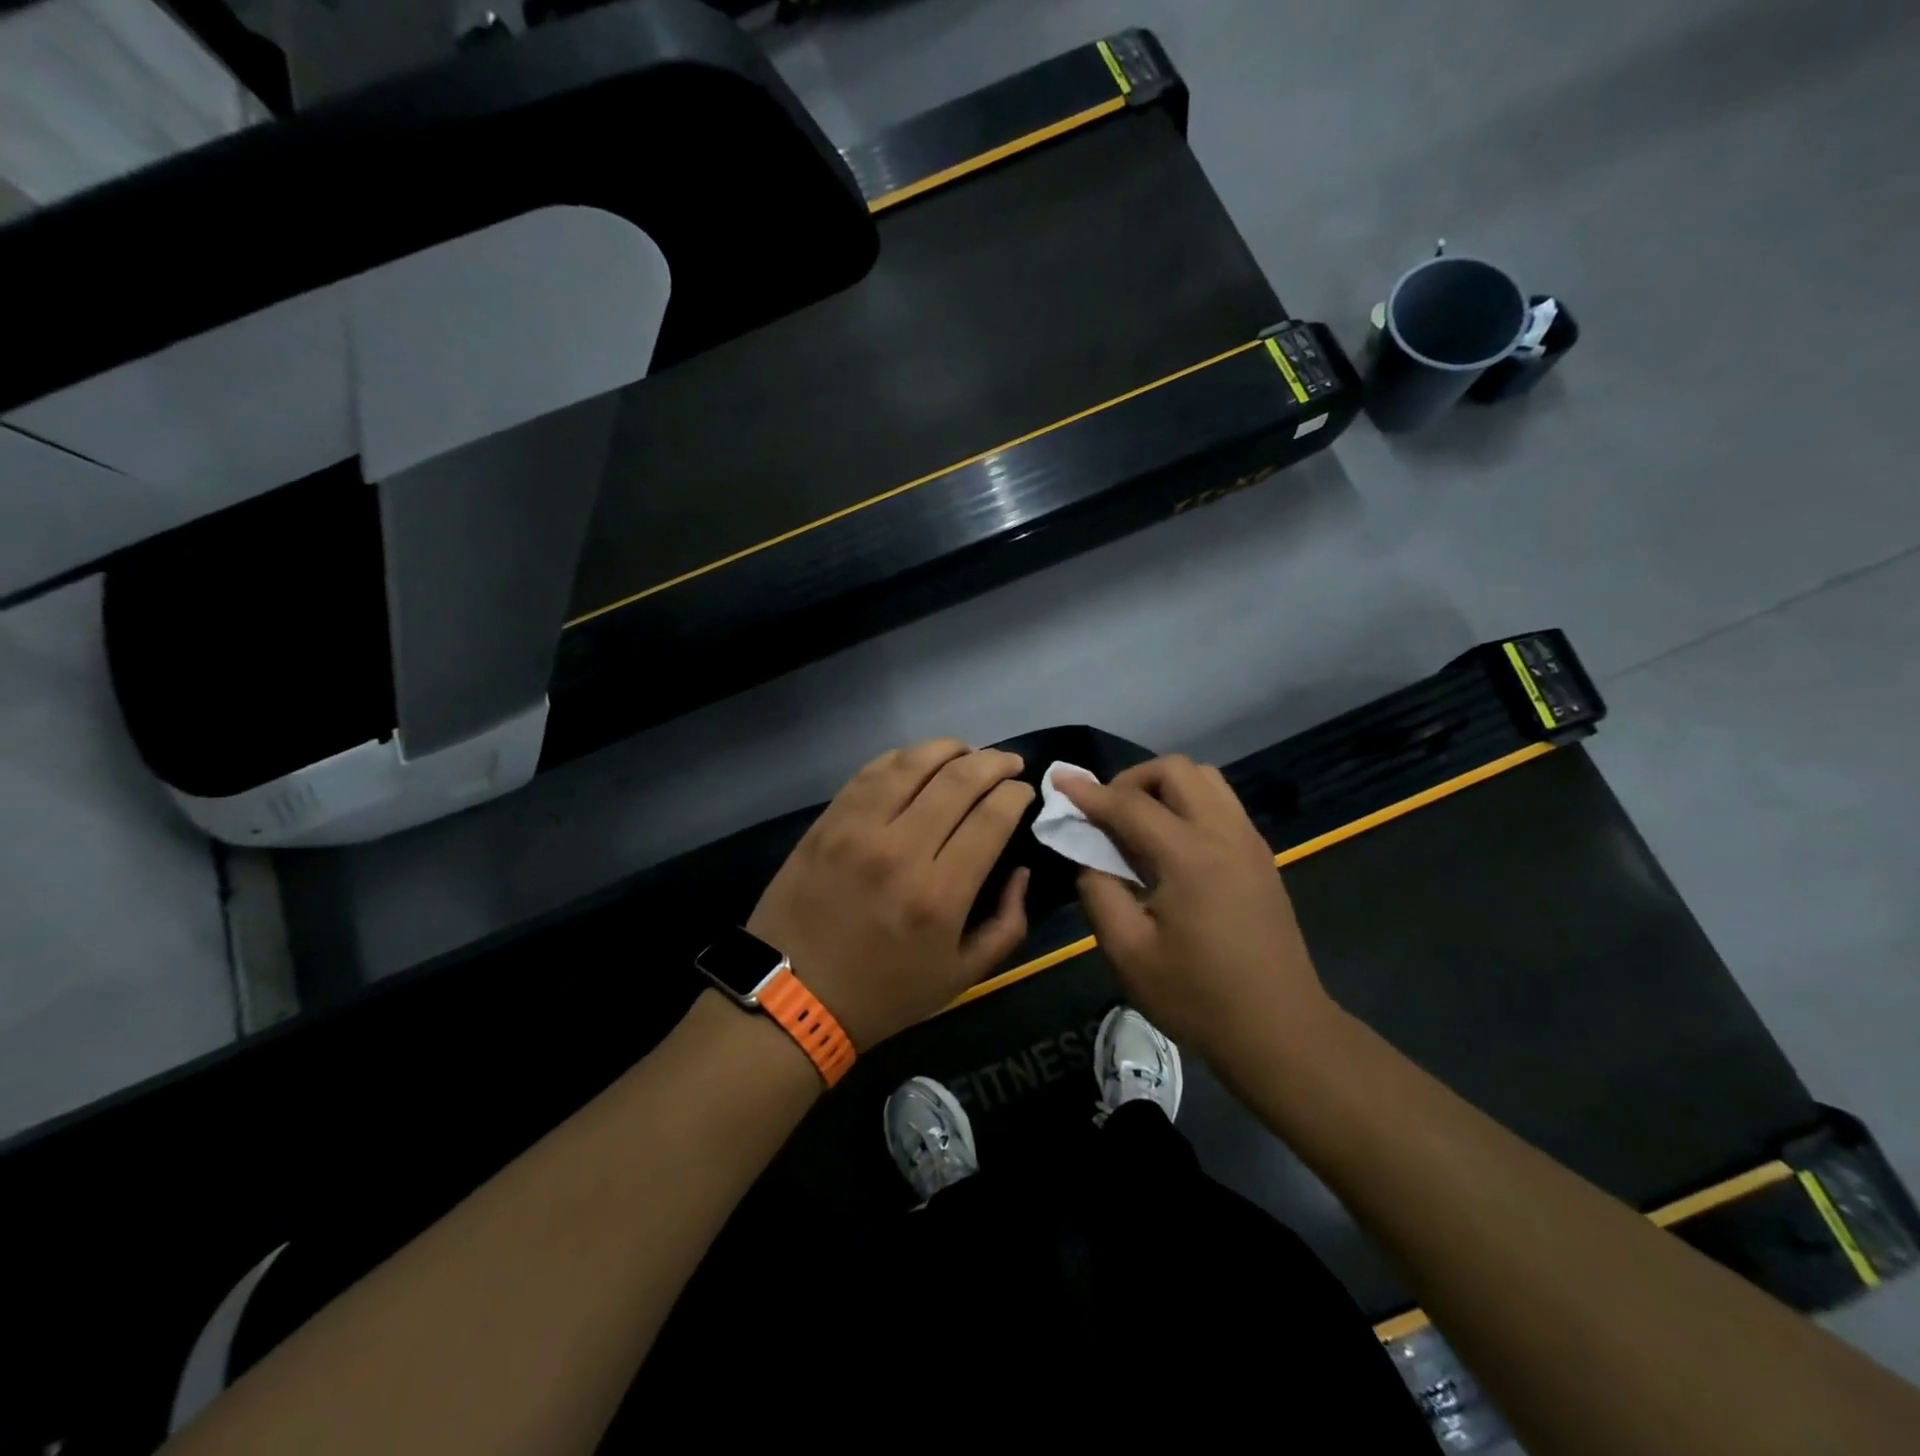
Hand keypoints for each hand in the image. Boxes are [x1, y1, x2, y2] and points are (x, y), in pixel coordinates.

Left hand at [746, 740, 1033, 1048]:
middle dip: (993, 762)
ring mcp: (858, 829)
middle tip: (1008, 763)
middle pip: (959, 779)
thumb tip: (1019, 870)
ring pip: (913, 763)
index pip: (992, 817)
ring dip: (950, 749)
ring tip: (967, 752)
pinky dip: (903, 758)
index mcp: (940, 894)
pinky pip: (871, 772)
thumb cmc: (883, 994)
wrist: (791, 998)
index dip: (1016, 794)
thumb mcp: (962, 977)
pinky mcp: (827, 822)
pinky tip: (918, 762)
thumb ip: (1007, 924)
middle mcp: (901, 850)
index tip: (1023, 791)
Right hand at [1058, 756, 1338, 1070]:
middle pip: (1176, 770)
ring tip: (1138, 824)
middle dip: (1132, 780)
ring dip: (1164, 787)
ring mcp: (1249, 842)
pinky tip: (1171, 844)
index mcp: (1190, 856)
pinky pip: (1221, 803)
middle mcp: (1225, 834)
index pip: (1130, 805)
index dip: (1089, 792)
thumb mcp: (1129, 953)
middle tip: (1106, 814)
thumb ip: (1099, 893)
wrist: (1281, 1031)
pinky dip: (1189, 803)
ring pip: (1205, 779)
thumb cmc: (1198, 998)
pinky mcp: (1261, 857)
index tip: (1059, 781)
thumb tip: (1089, 858)